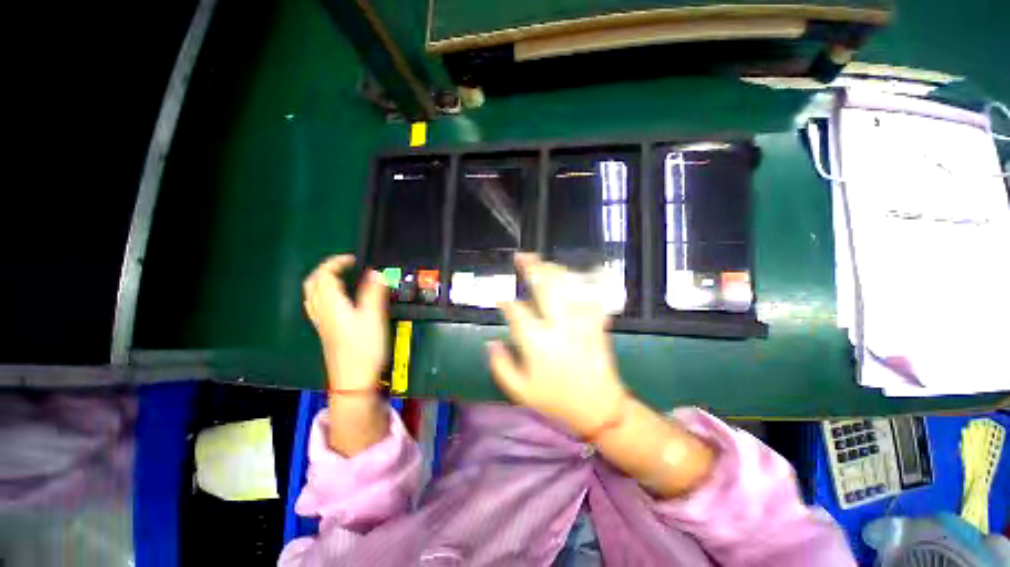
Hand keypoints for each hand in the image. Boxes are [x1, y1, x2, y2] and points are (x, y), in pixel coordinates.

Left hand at [303, 255, 387, 390]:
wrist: (352, 380)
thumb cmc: (364, 348)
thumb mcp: (373, 318)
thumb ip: (374, 293)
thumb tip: (376, 273)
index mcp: (332, 305)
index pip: (324, 275)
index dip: (336, 262)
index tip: (353, 259)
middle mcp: (322, 311)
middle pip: (313, 283)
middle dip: (326, 269)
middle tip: (345, 266)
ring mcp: (321, 323)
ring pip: (312, 295)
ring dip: (323, 281)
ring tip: (341, 278)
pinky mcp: (325, 331)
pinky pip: (317, 305)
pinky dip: (324, 294)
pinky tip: (337, 300)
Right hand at [486, 253, 626, 435]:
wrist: (600, 409)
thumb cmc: (557, 401)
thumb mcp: (520, 391)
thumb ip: (500, 366)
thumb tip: (490, 343)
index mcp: (536, 342)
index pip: (516, 311)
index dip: (505, 301)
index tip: (500, 298)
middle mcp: (557, 326)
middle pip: (544, 287)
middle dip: (532, 268)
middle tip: (522, 257)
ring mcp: (580, 322)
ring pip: (567, 286)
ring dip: (554, 271)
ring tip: (543, 263)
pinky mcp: (596, 323)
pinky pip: (588, 296)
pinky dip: (581, 284)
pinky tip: (572, 277)